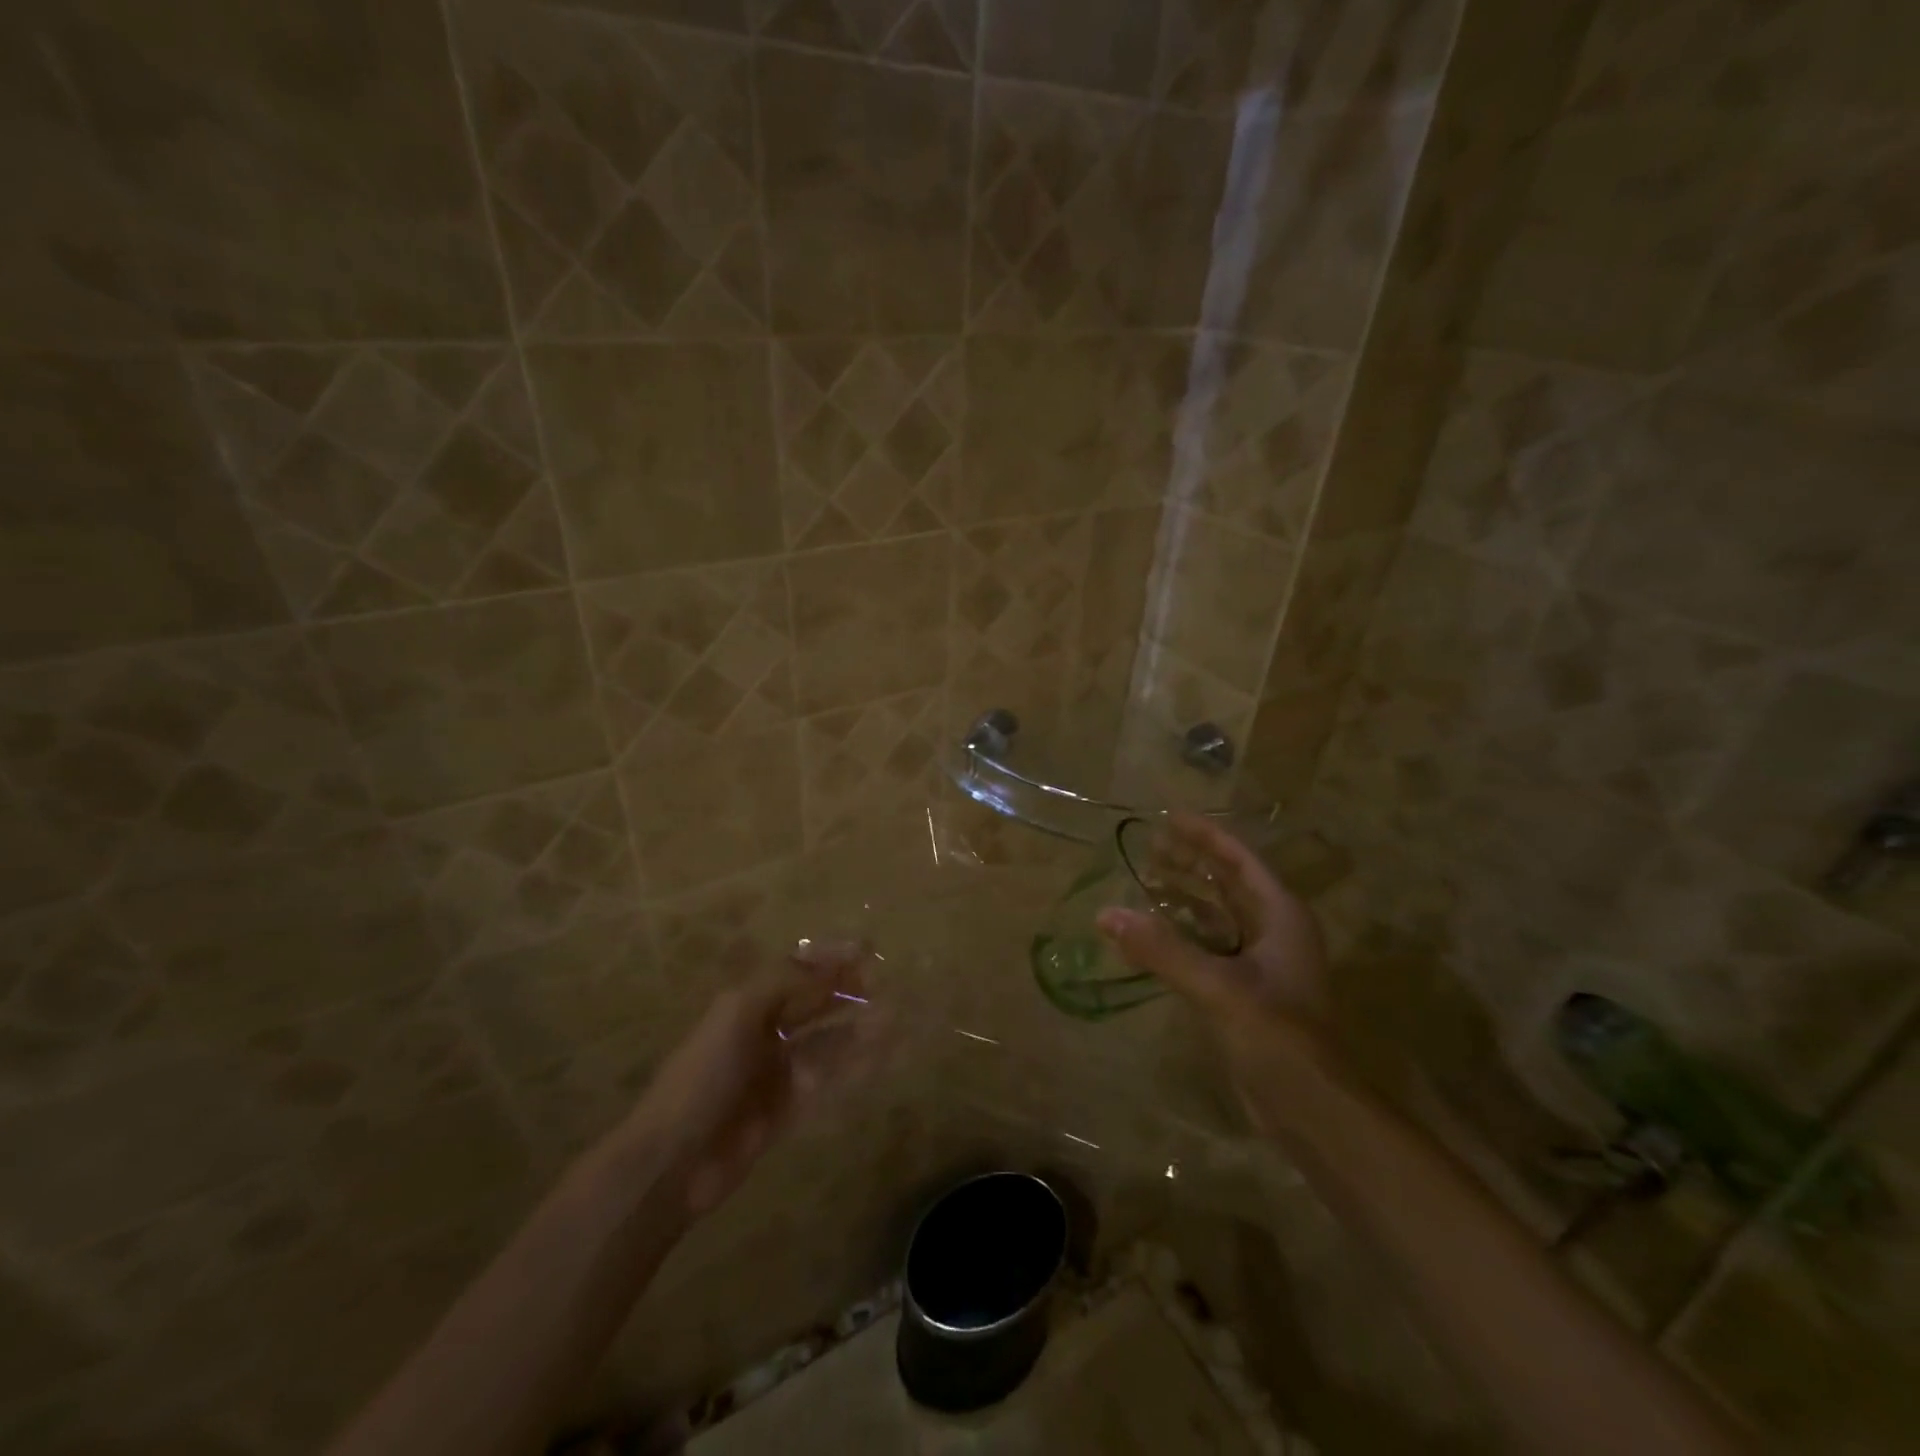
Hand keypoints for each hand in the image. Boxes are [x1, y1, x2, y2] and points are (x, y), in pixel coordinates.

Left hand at [623, 942, 883, 1218]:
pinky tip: (881, 1059)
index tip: (867, 949)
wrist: (674, 1161)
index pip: (795, 969)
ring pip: (827, 1041)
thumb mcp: (740, 1013)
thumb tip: (832, 964)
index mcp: (747, 1003)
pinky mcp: (789, 1108)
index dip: (828, 958)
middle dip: (847, 990)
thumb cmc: (705, 1075)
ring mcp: (777, 1071)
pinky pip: (828, 1080)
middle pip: (813, 1003)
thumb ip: (786, 984)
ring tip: (895, 1018)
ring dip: (858, 1029)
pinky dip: (855, 1067)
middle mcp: (765, 1031)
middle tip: (886, 983)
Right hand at [1096, 813, 1332, 1057]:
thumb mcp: (1218, 987)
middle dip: (1191, 862)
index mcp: (1280, 916)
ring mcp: (1260, 963)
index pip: (1240, 861)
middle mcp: (1273, 932)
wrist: (1310, 1108)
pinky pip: (1207, 948)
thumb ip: (1162, 949)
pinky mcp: (1244, 992)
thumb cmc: (1276, 1036)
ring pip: (1217, 916)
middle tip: (1149, 845)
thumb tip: (1107, 914)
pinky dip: (1180, 936)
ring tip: (1144, 880)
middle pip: (1228, 884)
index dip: (1206, 837)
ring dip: (1183, 898)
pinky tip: (1149, 936)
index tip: (1169, 817)